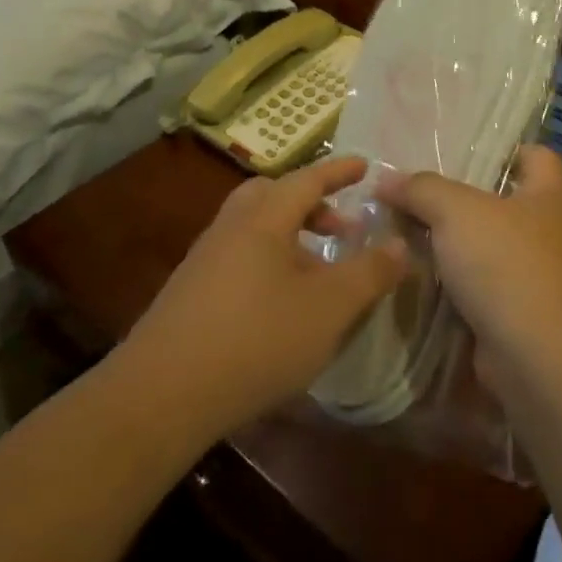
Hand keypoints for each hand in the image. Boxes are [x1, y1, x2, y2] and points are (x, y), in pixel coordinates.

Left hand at [119, 157, 406, 441]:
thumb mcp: (329, 309)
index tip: (364, 165)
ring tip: (318, 271)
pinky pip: (238, 257)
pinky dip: (268, 262)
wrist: (161, 395)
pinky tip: (281, 304)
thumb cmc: (256, 340)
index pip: (307, 179)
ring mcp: (204, 260)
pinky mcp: (189, 292)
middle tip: (340, 227)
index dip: (339, 172)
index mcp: (263, 219)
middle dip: (311, 203)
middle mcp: (230, 228)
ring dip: (290, 237)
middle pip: (272, 196)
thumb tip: (400, 244)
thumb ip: (370, 273)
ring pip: (254, 228)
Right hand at [377, 146, 561, 390]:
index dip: (506, 149)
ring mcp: (533, 277)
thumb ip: (422, 189)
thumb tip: (386, 179)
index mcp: (547, 195)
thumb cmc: (507, 264)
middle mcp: (546, 232)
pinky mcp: (514, 315)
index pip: (537, 156)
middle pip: (500, 202)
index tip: (463, 150)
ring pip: (483, 248)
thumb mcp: (457, 211)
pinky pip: (475, 288)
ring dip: (447, 245)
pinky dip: (448, 284)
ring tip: (398, 230)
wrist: (537, 359)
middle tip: (410, 192)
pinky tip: (411, 275)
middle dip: (458, 199)